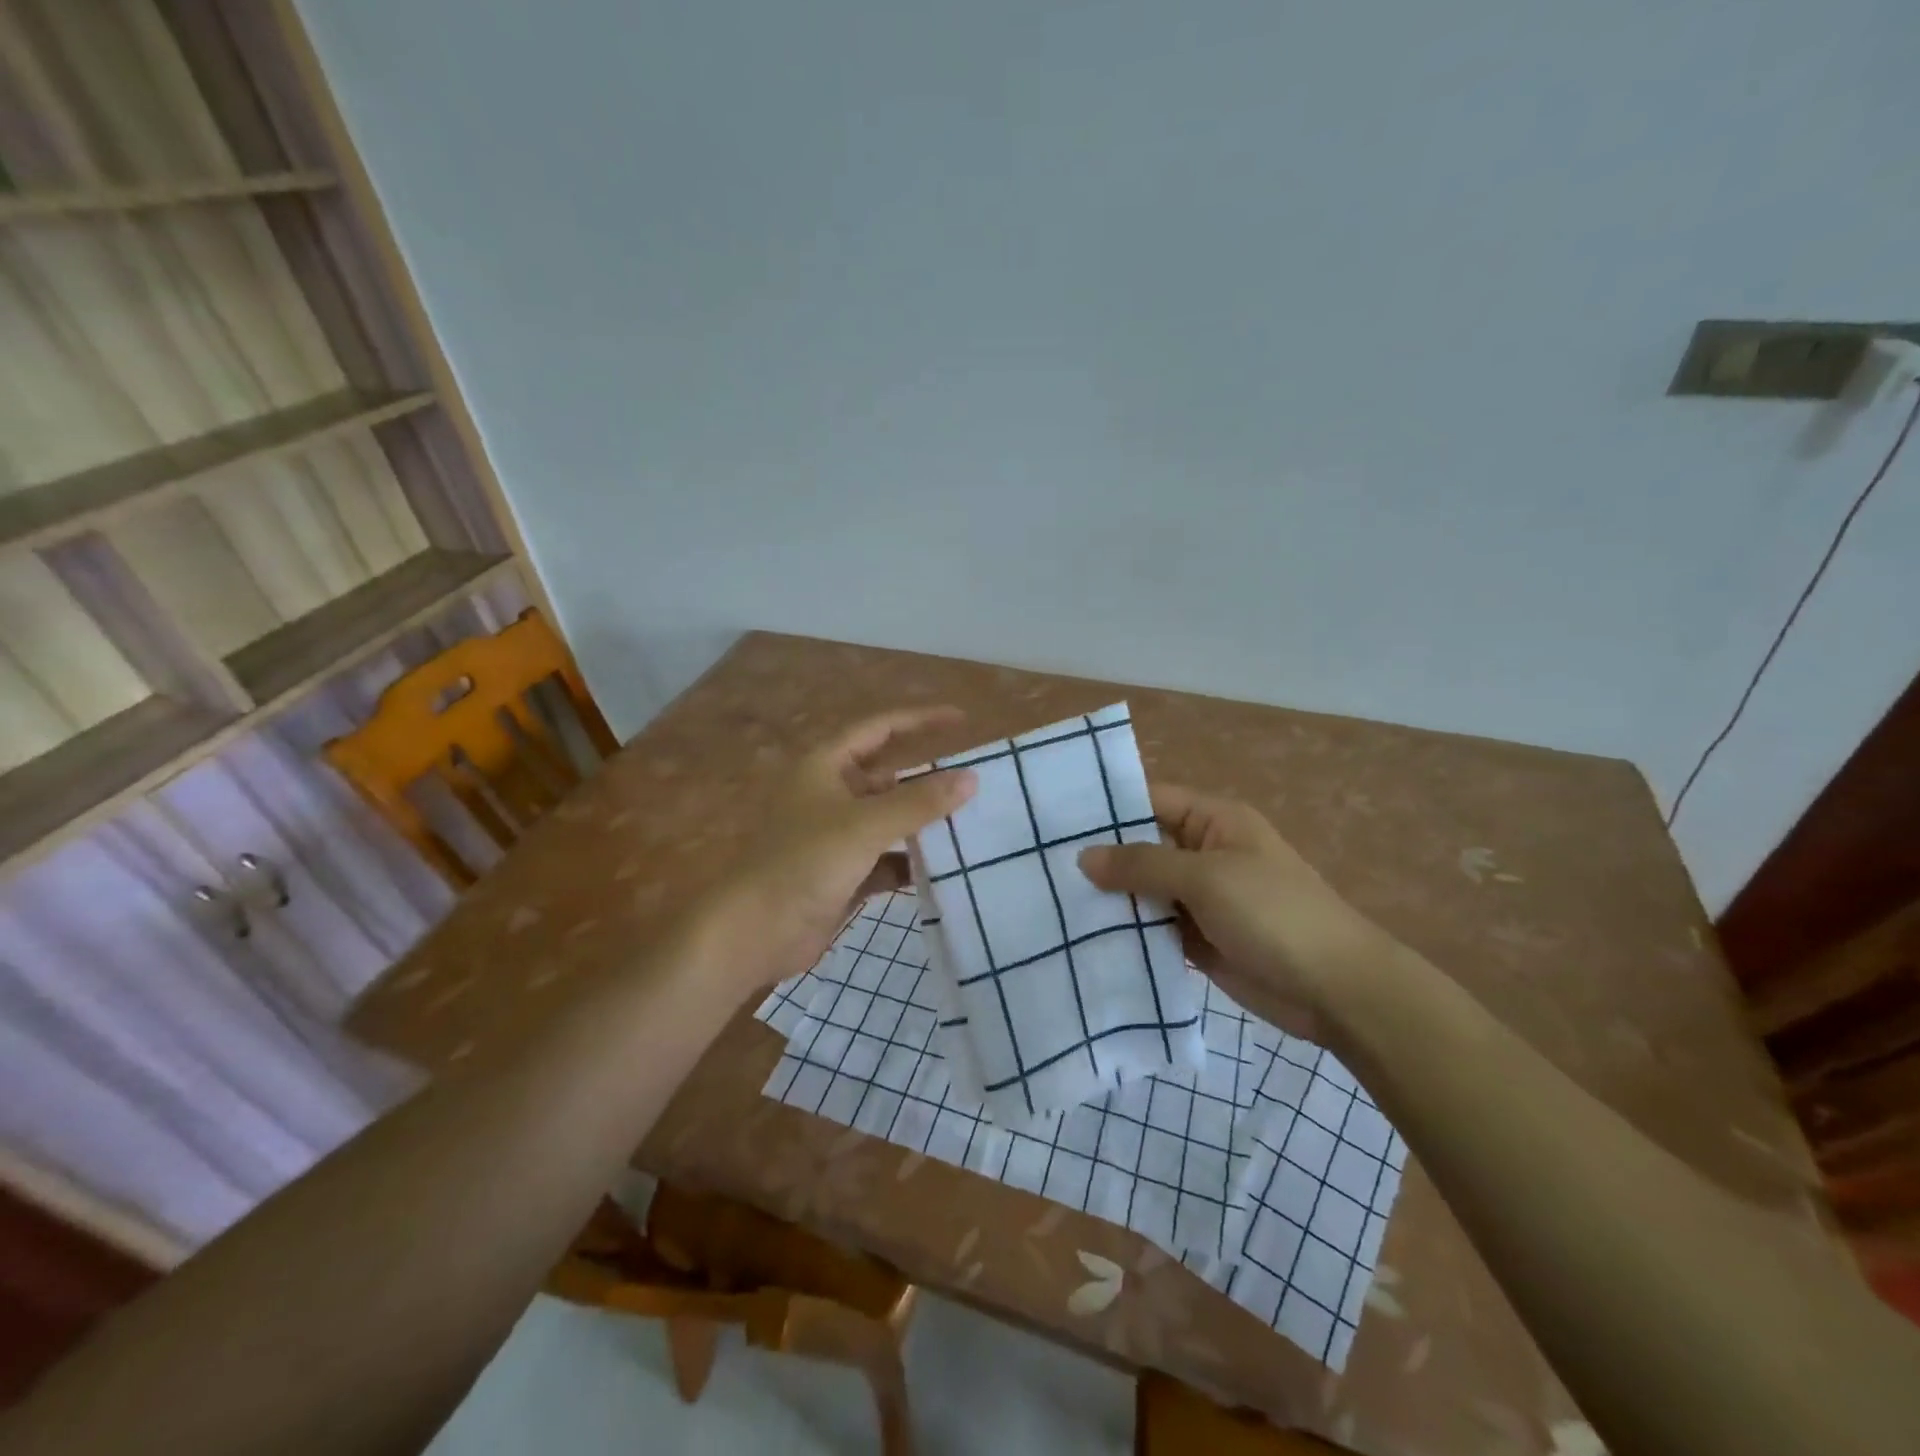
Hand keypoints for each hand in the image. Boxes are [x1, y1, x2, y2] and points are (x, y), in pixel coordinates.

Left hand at [694, 707, 976, 993]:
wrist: (754, 933)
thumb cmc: (804, 863)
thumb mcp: (865, 825)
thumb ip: (919, 802)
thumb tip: (970, 778)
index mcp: (825, 766)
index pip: (879, 729)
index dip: (919, 719)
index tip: (961, 718)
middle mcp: (830, 794)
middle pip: (887, 777)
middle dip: (926, 781)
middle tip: (974, 784)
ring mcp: (835, 836)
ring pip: (888, 820)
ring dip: (921, 825)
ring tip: (969, 826)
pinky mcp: (842, 873)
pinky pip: (885, 859)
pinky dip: (909, 863)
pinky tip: (941, 871)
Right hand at [1079, 785, 1392, 1035]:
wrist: (1336, 990)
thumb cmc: (1274, 914)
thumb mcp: (1206, 878)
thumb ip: (1142, 865)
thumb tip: (1083, 856)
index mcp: (1213, 821)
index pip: (1149, 800)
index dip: (1106, 807)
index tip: (1054, 819)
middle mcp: (1203, 853)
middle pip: (1141, 847)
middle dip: (1099, 857)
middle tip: (1039, 865)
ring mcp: (1199, 899)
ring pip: (1143, 890)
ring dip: (1108, 898)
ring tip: (1049, 901)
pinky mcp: (1197, 938)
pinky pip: (1153, 927)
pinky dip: (1126, 932)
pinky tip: (1082, 937)